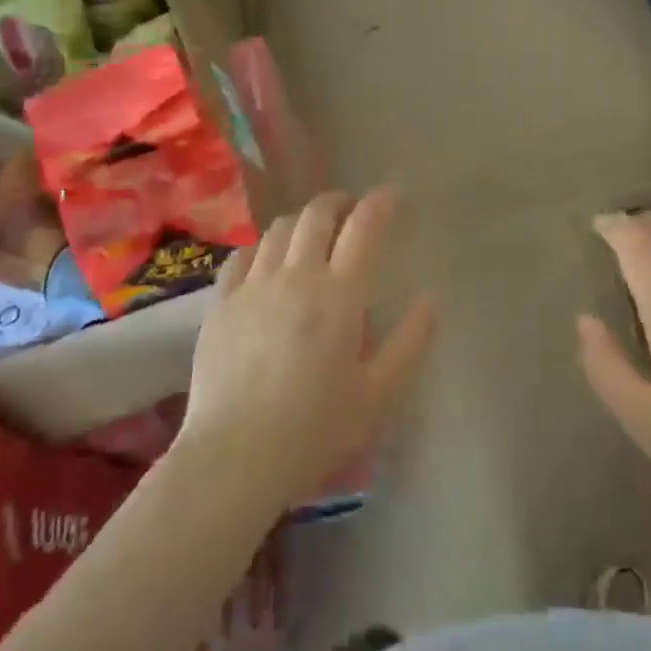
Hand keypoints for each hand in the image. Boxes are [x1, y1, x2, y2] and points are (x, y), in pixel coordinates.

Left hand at [179, 188, 437, 511]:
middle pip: (317, 214)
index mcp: (339, 295)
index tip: (394, 194)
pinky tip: (268, 261)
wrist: (235, 457)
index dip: (382, 202)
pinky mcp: (220, 304)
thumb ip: (411, 341)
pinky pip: (242, 255)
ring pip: (278, 229)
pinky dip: (262, 246)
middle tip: (354, 211)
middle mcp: (295, 277)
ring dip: (303, 221)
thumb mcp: (380, 394)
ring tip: (314, 235)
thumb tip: (430, 297)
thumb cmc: (316, 429)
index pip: (365, 227)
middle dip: (340, 202)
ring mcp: (252, 287)